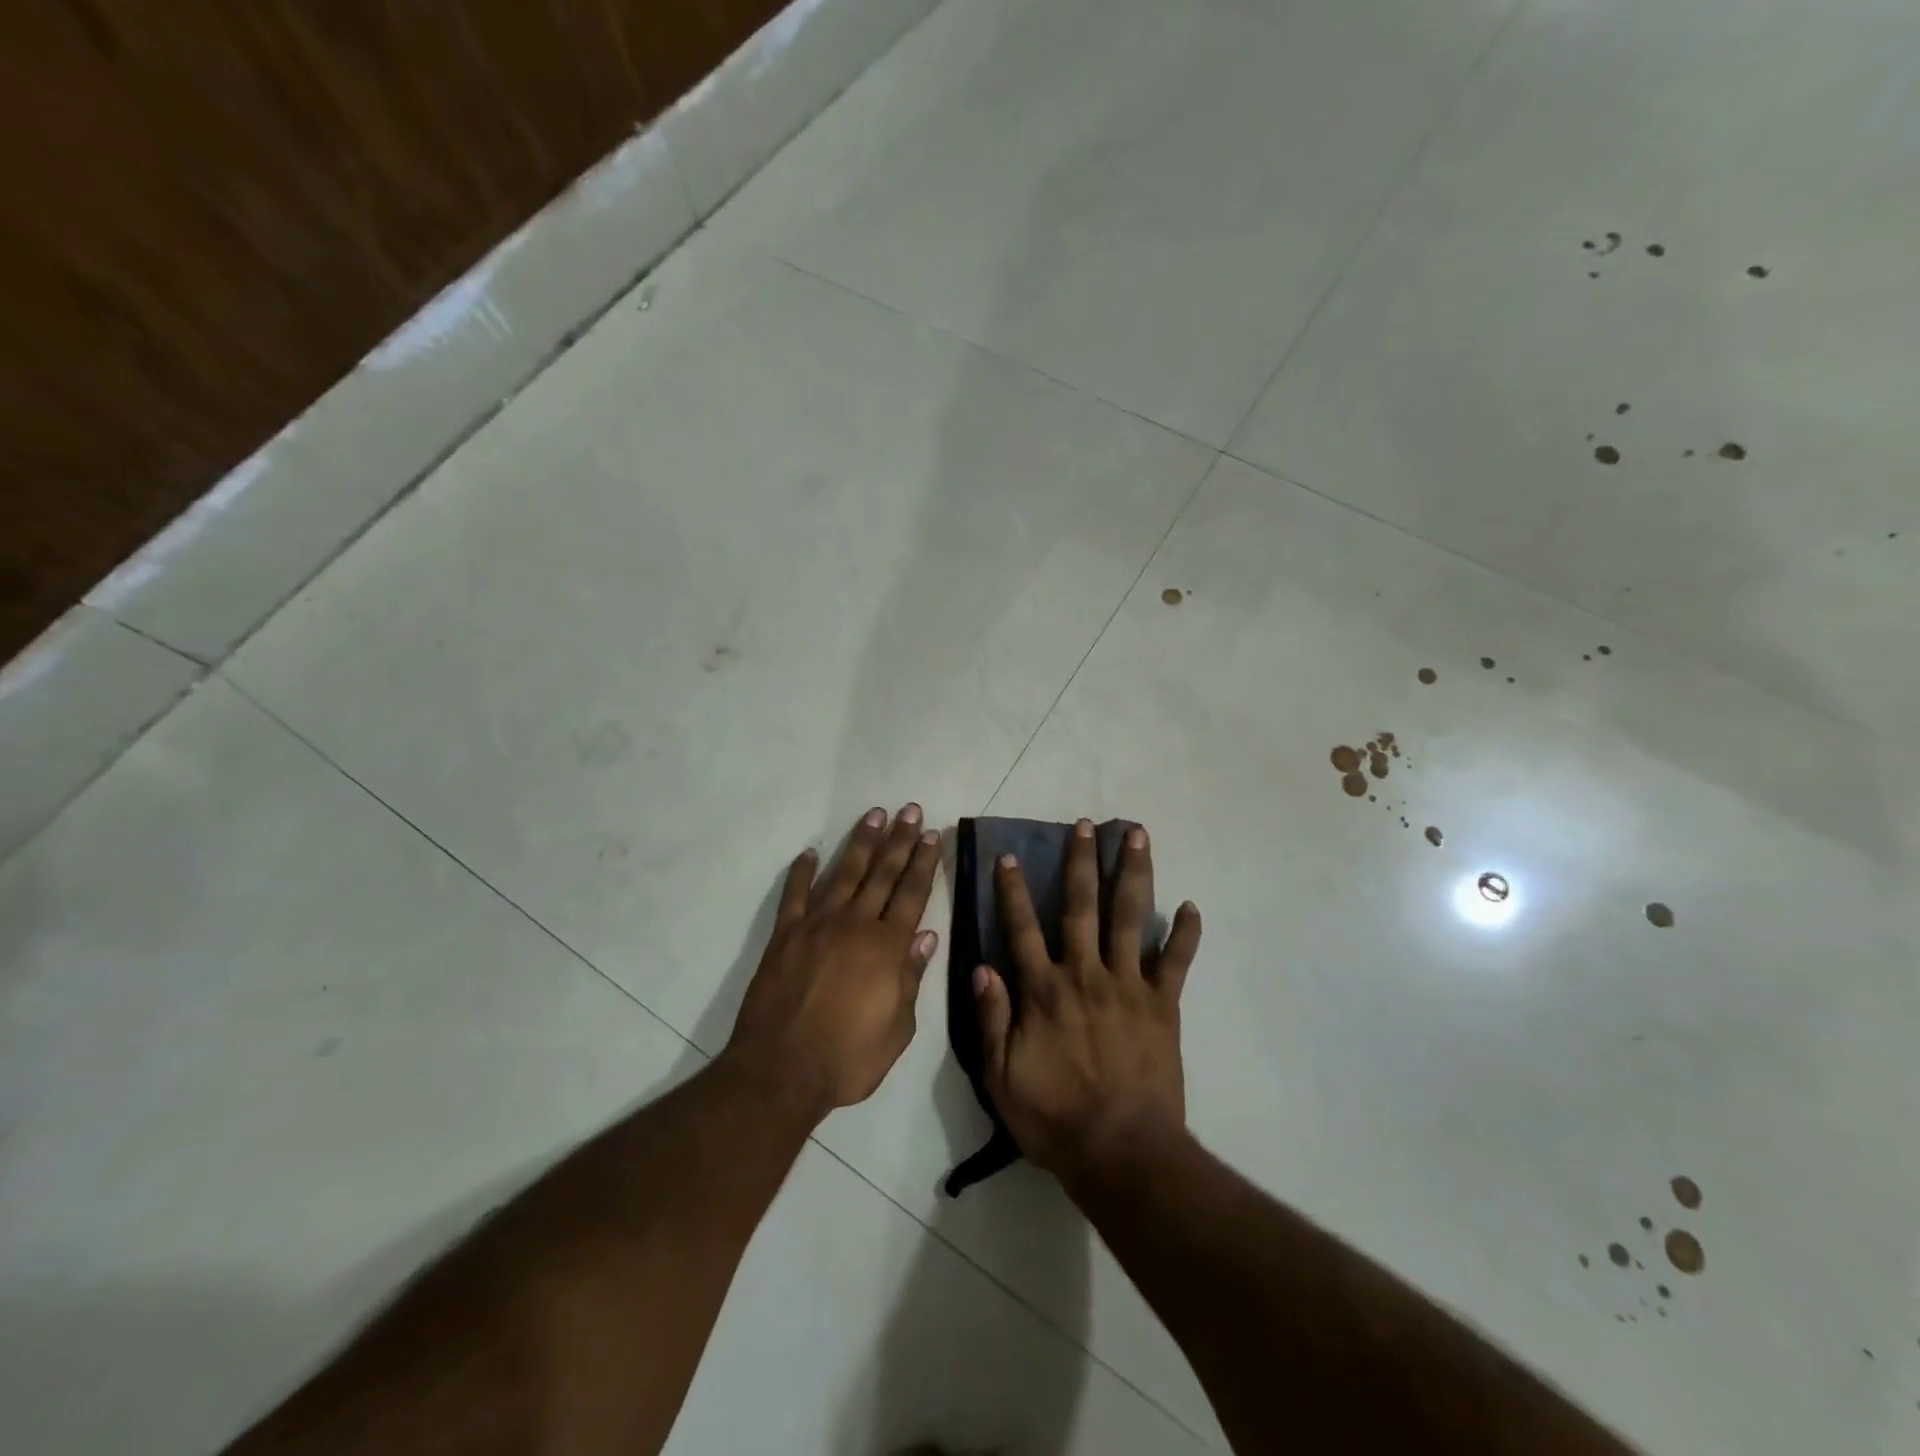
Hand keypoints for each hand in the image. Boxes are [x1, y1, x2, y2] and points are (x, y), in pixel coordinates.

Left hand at [727, 804, 942, 1113]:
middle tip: (910, 810)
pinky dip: (801, 872)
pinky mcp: (785, 936)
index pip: (912, 894)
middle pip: (882, 874)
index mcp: (888, 947)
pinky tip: (809, 853)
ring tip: (875, 815)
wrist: (782, 1071)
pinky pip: (794, 896)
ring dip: (861, 843)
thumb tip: (927, 936)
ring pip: (843, 874)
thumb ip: (911, 977)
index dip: (924, 863)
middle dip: (900, 841)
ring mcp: (817, 926)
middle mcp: (855, 925)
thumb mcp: (898, 1028)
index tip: (932, 835)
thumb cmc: (848, 1058)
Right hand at [974, 820, 1201, 1181]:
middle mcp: (1085, 974)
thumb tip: (982, 967)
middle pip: (1080, 906)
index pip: (1022, 928)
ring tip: (1137, 836)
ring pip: (1130, 918)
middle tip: (1084, 825)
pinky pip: (1177, 962)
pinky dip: (1186, 934)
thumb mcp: (1001, 1076)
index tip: (1009, 856)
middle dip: (1080, 862)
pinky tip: (1191, 905)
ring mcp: (1128, 985)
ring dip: (1132, 874)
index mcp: (1043, 990)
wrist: (1122, 1152)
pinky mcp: (1164, 1005)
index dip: (1013, 891)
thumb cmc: (1054, 1117)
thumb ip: (991, 1019)